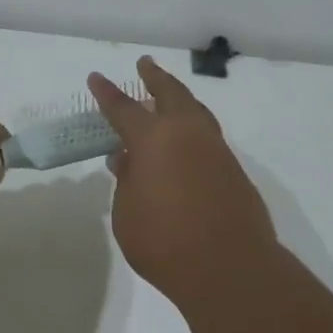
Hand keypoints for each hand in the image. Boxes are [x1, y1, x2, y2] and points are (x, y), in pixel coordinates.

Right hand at [88, 57, 276, 307]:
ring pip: (197, 112)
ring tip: (168, 97)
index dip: (107, 93)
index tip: (97, 78)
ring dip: (180, 99)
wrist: (230, 268)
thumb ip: (127, 182)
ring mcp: (216, 151)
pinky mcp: (235, 171)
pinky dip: (194, 129)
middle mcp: (188, 135)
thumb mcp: (127, 214)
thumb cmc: (164, 243)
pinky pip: (209, 138)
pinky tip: (185, 144)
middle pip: (171, 94)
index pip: (124, 109)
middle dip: (155, 77)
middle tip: (145, 64)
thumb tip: (129, 160)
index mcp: (154, 140)